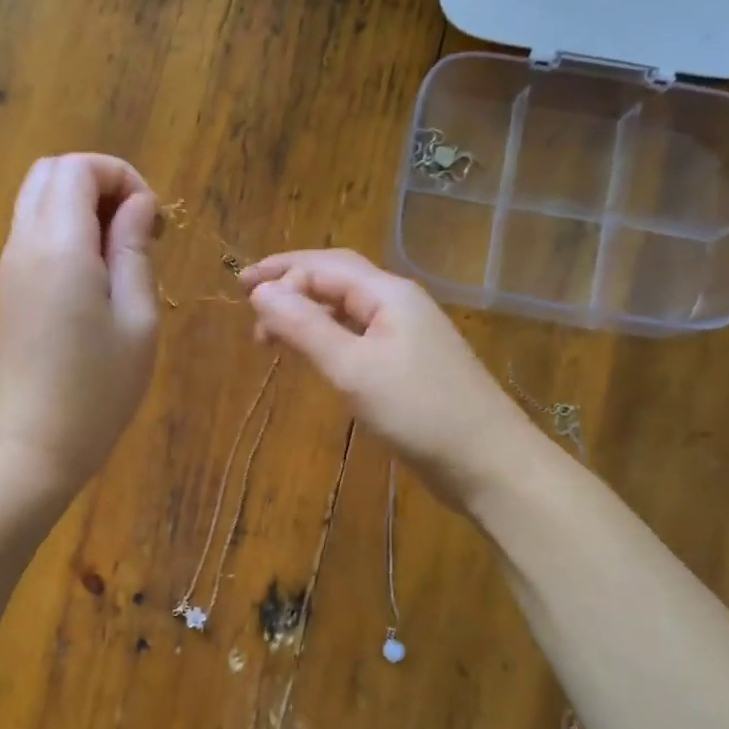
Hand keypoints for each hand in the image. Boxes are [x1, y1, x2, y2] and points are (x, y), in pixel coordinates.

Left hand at [0, 154, 160, 491]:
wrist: (34, 443)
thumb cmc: (98, 389)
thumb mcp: (137, 319)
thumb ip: (135, 250)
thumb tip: (139, 205)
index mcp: (59, 245)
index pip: (78, 167)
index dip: (122, 177)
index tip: (154, 221)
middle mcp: (24, 243)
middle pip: (51, 172)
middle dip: (100, 183)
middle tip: (138, 231)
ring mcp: (10, 265)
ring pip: (38, 199)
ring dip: (82, 207)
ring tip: (121, 255)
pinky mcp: (8, 287)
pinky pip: (33, 232)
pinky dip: (66, 230)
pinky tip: (95, 276)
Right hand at [241, 249, 536, 509]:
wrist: (487, 461)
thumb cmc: (419, 410)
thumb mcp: (353, 368)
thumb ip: (305, 327)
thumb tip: (260, 291)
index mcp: (388, 293)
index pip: (325, 267)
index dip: (281, 275)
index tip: (242, 299)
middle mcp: (398, 304)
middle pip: (337, 278)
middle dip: (291, 281)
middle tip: (247, 294)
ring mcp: (407, 334)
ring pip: (347, 308)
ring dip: (307, 310)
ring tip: (270, 331)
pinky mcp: (408, 364)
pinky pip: (359, 335)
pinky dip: (328, 335)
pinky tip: (314, 352)